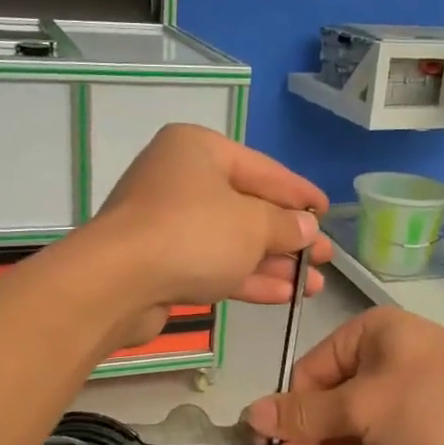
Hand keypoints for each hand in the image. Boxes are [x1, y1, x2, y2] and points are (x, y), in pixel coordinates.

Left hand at [80, 125, 330, 338]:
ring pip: (231, 240)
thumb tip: (308, 228)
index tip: (327, 212)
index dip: (299, 193)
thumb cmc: (192, 234)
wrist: (116, 283)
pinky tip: (283, 295)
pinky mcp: (160, 262)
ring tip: (313, 284)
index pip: (264, 169)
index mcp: (199, 149)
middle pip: (247, 206)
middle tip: (326, 257)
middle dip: (289, 236)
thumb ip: (286, 225)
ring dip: (273, 262)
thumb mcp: (252, 225)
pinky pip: (212, 264)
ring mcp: (167, 222)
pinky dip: (246, 277)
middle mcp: (180, 179)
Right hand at [244, 307, 443, 444]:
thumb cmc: (438, 406)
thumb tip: (249, 412)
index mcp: (366, 335)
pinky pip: (383, 442)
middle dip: (329, 441)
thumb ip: (306, 415)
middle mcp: (383, 357)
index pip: (308, 375)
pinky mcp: (423, 423)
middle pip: (330, 405)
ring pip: (355, 429)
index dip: (292, 418)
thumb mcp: (364, 409)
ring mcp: (406, 391)